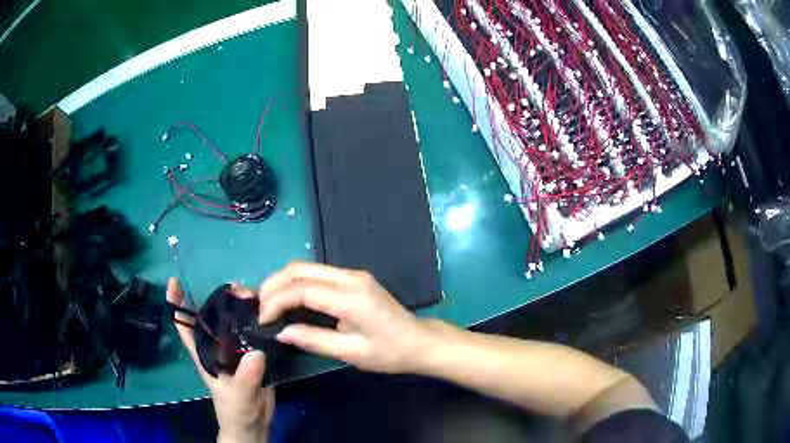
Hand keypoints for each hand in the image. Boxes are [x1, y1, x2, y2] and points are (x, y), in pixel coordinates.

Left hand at [167, 278, 274, 442]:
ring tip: (257, 295)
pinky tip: (270, 312)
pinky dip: (259, 321)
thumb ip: (246, 378)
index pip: (184, 327)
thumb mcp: (239, 397)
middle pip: (212, 317)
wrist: (254, 425)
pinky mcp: (253, 356)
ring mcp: (235, 351)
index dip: (176, 304)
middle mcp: (217, 348)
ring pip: (234, 323)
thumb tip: (255, 352)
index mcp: (204, 355)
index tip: (174, 282)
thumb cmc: (237, 412)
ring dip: (242, 307)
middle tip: (238, 287)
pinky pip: (253, 334)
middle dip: (220, 298)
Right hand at [258, 262, 433, 373]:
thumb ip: (313, 340)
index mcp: (351, 297)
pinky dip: (298, 283)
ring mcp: (353, 275)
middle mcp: (350, 277)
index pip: (302, 289)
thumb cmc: (389, 352)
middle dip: (274, 284)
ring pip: (308, 268)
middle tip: (259, 306)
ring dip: (284, 281)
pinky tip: (289, 299)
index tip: (262, 318)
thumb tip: (281, 331)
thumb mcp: (351, 353)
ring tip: (269, 303)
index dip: (276, 301)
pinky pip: (318, 274)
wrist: (419, 341)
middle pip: (300, 268)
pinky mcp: (353, 279)